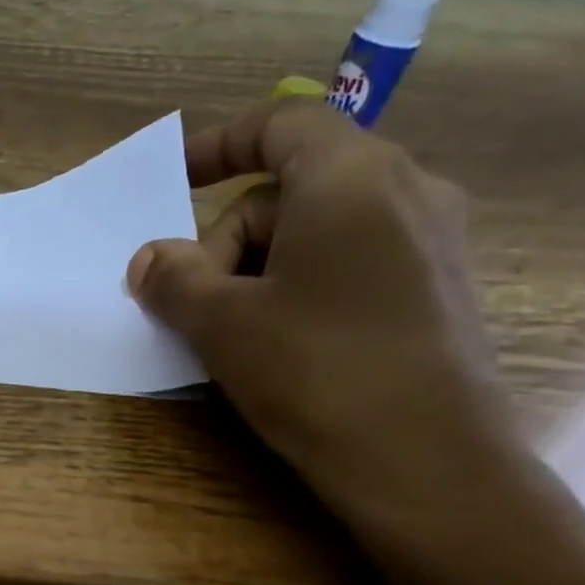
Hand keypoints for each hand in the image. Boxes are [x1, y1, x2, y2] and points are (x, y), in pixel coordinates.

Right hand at [127, 100, 527, 535]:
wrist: (424, 459)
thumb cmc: (315, 371)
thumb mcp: (223, 325)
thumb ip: (175, 281)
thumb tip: (146, 259)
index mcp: (351, 177)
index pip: (280, 125)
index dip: (219, 145)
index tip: (174, 177)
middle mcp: (404, 189)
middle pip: (293, 190)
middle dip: (229, 240)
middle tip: (193, 306)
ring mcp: (431, 241)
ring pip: (322, 231)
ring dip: (261, 270)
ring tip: (233, 334)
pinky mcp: (438, 290)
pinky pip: (353, 263)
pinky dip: (302, 287)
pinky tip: (284, 344)